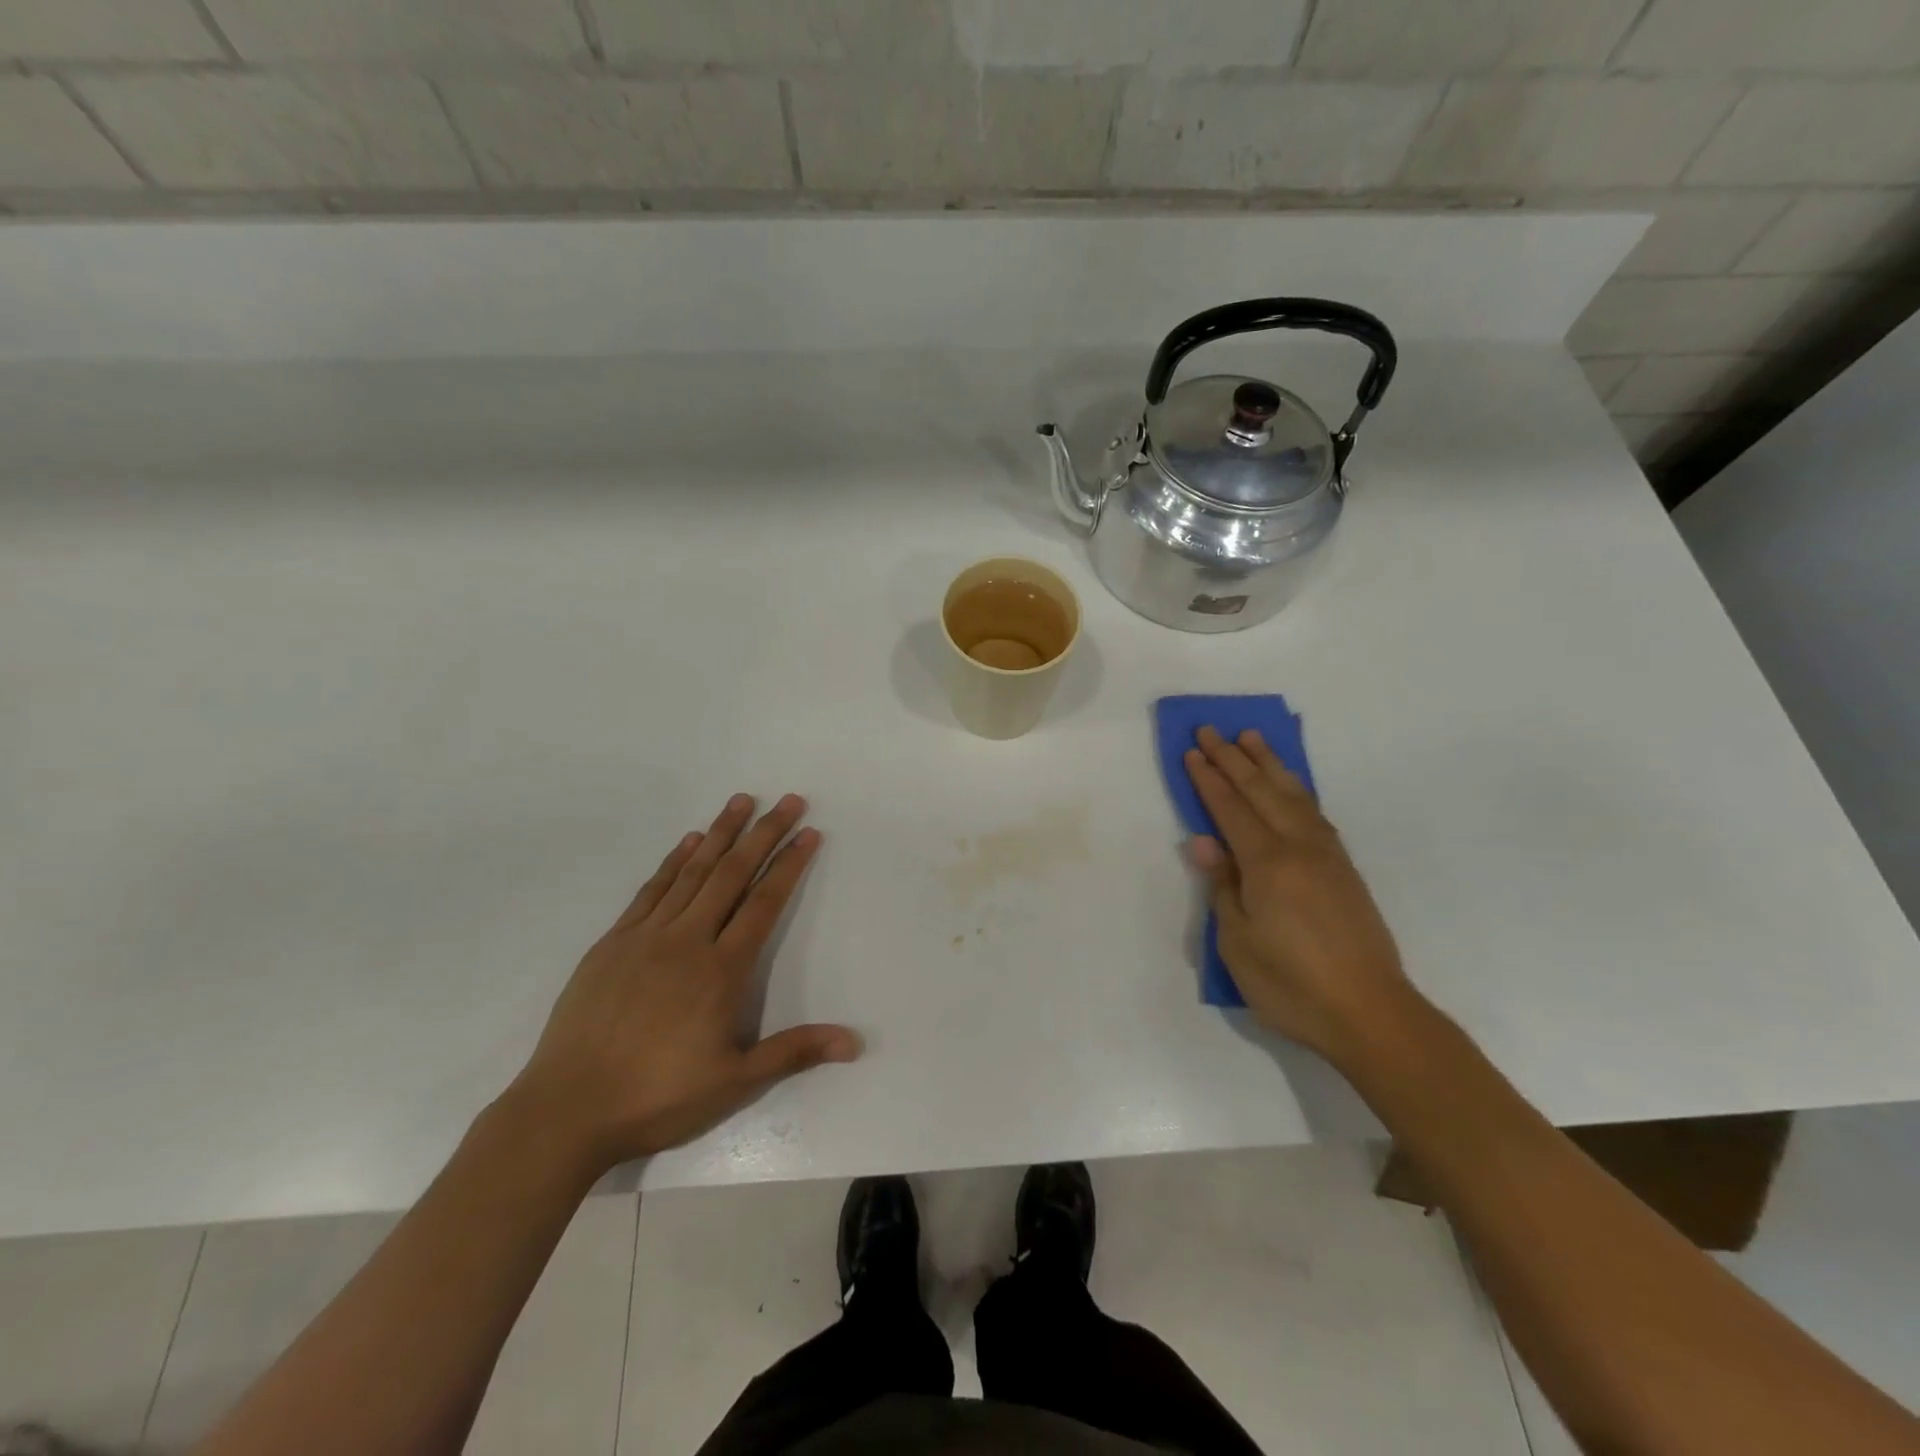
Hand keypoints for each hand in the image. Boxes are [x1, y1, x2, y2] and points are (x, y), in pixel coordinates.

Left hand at [508, 794, 859, 1172]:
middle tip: (789, 800)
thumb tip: (855, 1043)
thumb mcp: (735, 1082)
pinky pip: (651, 889)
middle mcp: (687, 941)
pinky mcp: (613, 943)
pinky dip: (674, 861)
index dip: (789, 865)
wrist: (566, 1111)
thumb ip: (794, 1051)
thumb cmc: (658, 1097)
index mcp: (721, 970)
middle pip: (733, 874)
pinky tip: (689, 842)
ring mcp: (645, 937)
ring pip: (692, 872)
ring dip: (721, 833)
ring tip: (742, 801)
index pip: (764, 903)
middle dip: (764, 833)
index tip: (809, 833)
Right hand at [1184, 726, 1419, 1062]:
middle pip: (1261, 791)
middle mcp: (1299, 848)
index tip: (1192, 751)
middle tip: (1212, 730)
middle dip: (1233, 759)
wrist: (1370, 1013)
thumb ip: (1221, 886)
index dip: (1208, 780)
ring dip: (1269, 765)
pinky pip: (1315, 814)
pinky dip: (1297, 790)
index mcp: (1267, 864)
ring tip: (1252, 739)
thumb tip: (1203, 841)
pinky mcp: (1344, 871)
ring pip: (1294, 796)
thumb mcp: (1237, 942)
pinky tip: (1290, 788)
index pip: (1231, 809)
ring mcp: (1327, 857)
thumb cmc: (1291, 983)